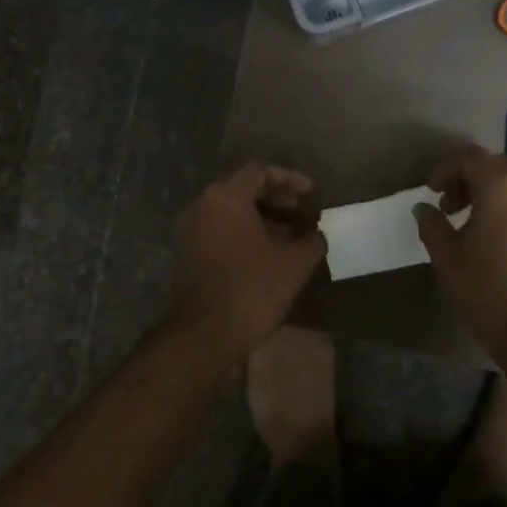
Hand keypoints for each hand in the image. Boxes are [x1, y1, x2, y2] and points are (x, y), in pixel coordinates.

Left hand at [169, 163, 326, 358]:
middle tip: (302, 211)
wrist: (204, 335)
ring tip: (291, 235)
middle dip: (276, 198)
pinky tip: (269, 254)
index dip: (289, 178)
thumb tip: (318, 234)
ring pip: (231, 212)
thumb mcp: (294, 263)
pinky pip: (220, 231)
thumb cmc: (252, 289)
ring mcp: (190, 231)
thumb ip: (312, 240)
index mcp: (225, 198)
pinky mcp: (188, 255)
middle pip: (242, 189)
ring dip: (262, 218)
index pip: (259, 171)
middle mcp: (202, 206)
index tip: (311, 193)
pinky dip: (245, 234)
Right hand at [413, 145, 506, 369]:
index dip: (445, 170)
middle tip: (450, 207)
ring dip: (493, 195)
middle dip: (470, 180)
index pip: (470, 158)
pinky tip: (500, 241)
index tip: (430, 191)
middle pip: (497, 167)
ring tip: (473, 225)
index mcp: (504, 186)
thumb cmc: (493, 295)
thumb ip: (433, 226)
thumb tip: (424, 208)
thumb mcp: (449, 260)